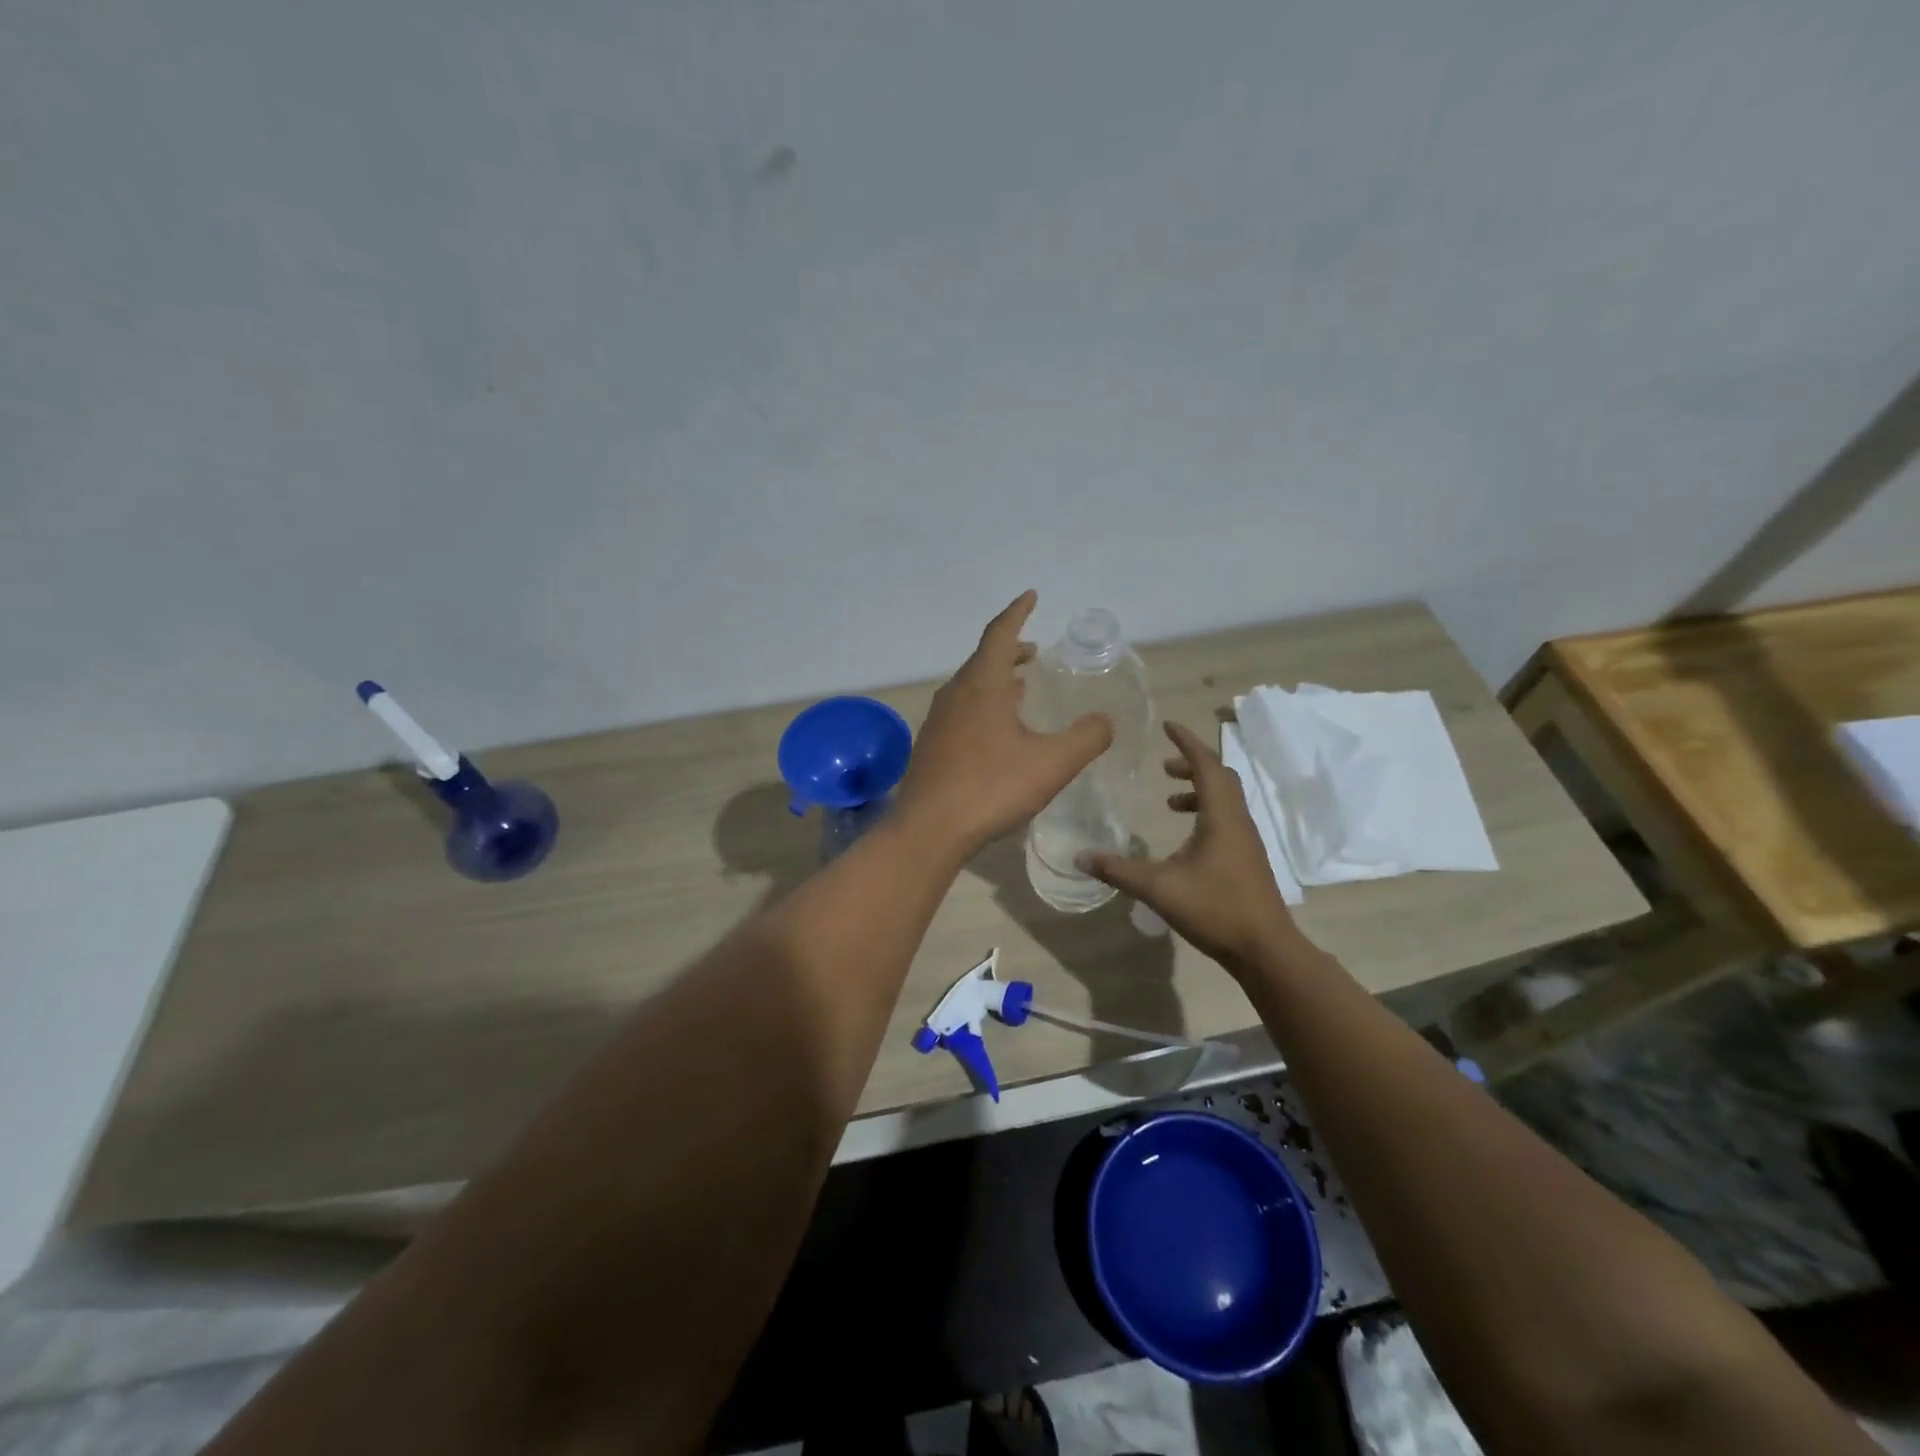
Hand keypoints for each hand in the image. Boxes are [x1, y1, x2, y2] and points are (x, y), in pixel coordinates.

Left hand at [894, 591, 1112, 856]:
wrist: (930, 828)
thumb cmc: (992, 786)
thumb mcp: (1052, 763)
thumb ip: (1087, 737)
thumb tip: (1105, 720)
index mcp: (982, 684)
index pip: (1001, 633)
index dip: (1018, 612)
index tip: (1032, 596)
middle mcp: (956, 693)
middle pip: (984, 658)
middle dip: (1011, 650)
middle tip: (1035, 653)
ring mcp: (938, 719)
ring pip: (971, 686)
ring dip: (997, 679)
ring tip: (1021, 688)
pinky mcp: (932, 745)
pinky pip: (962, 710)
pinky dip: (984, 704)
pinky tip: (996, 730)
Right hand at [1084, 721, 1305, 976]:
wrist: (1265, 949)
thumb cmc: (1215, 909)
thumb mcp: (1158, 888)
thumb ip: (1118, 870)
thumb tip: (1079, 857)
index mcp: (1220, 816)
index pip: (1205, 764)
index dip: (1187, 742)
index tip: (1168, 726)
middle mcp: (1237, 820)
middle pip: (1220, 777)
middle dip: (1192, 764)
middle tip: (1164, 766)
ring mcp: (1246, 840)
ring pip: (1226, 799)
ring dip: (1199, 790)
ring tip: (1170, 801)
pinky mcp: (1248, 858)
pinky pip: (1227, 819)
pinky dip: (1206, 813)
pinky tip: (1187, 840)